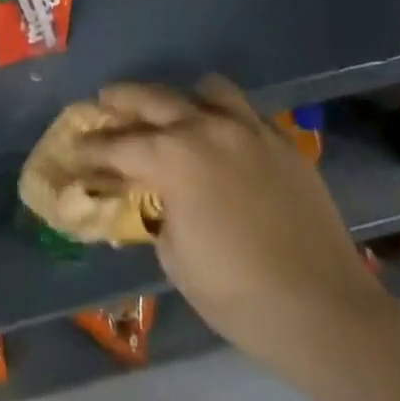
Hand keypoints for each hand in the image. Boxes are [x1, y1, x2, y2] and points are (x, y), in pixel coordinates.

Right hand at [74, 78, 388, 378]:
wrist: (325, 311)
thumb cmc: (239, 295)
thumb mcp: (177, 259)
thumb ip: (157, 214)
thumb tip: (154, 197)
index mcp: (173, 157)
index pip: (117, 145)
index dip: (90, 149)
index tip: (73, 149)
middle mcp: (206, 127)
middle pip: (152, 98)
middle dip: (121, 101)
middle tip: (104, 104)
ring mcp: (248, 128)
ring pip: (205, 88)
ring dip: (181, 98)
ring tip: (172, 114)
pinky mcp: (281, 141)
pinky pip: (245, 112)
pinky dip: (224, 117)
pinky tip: (222, 139)